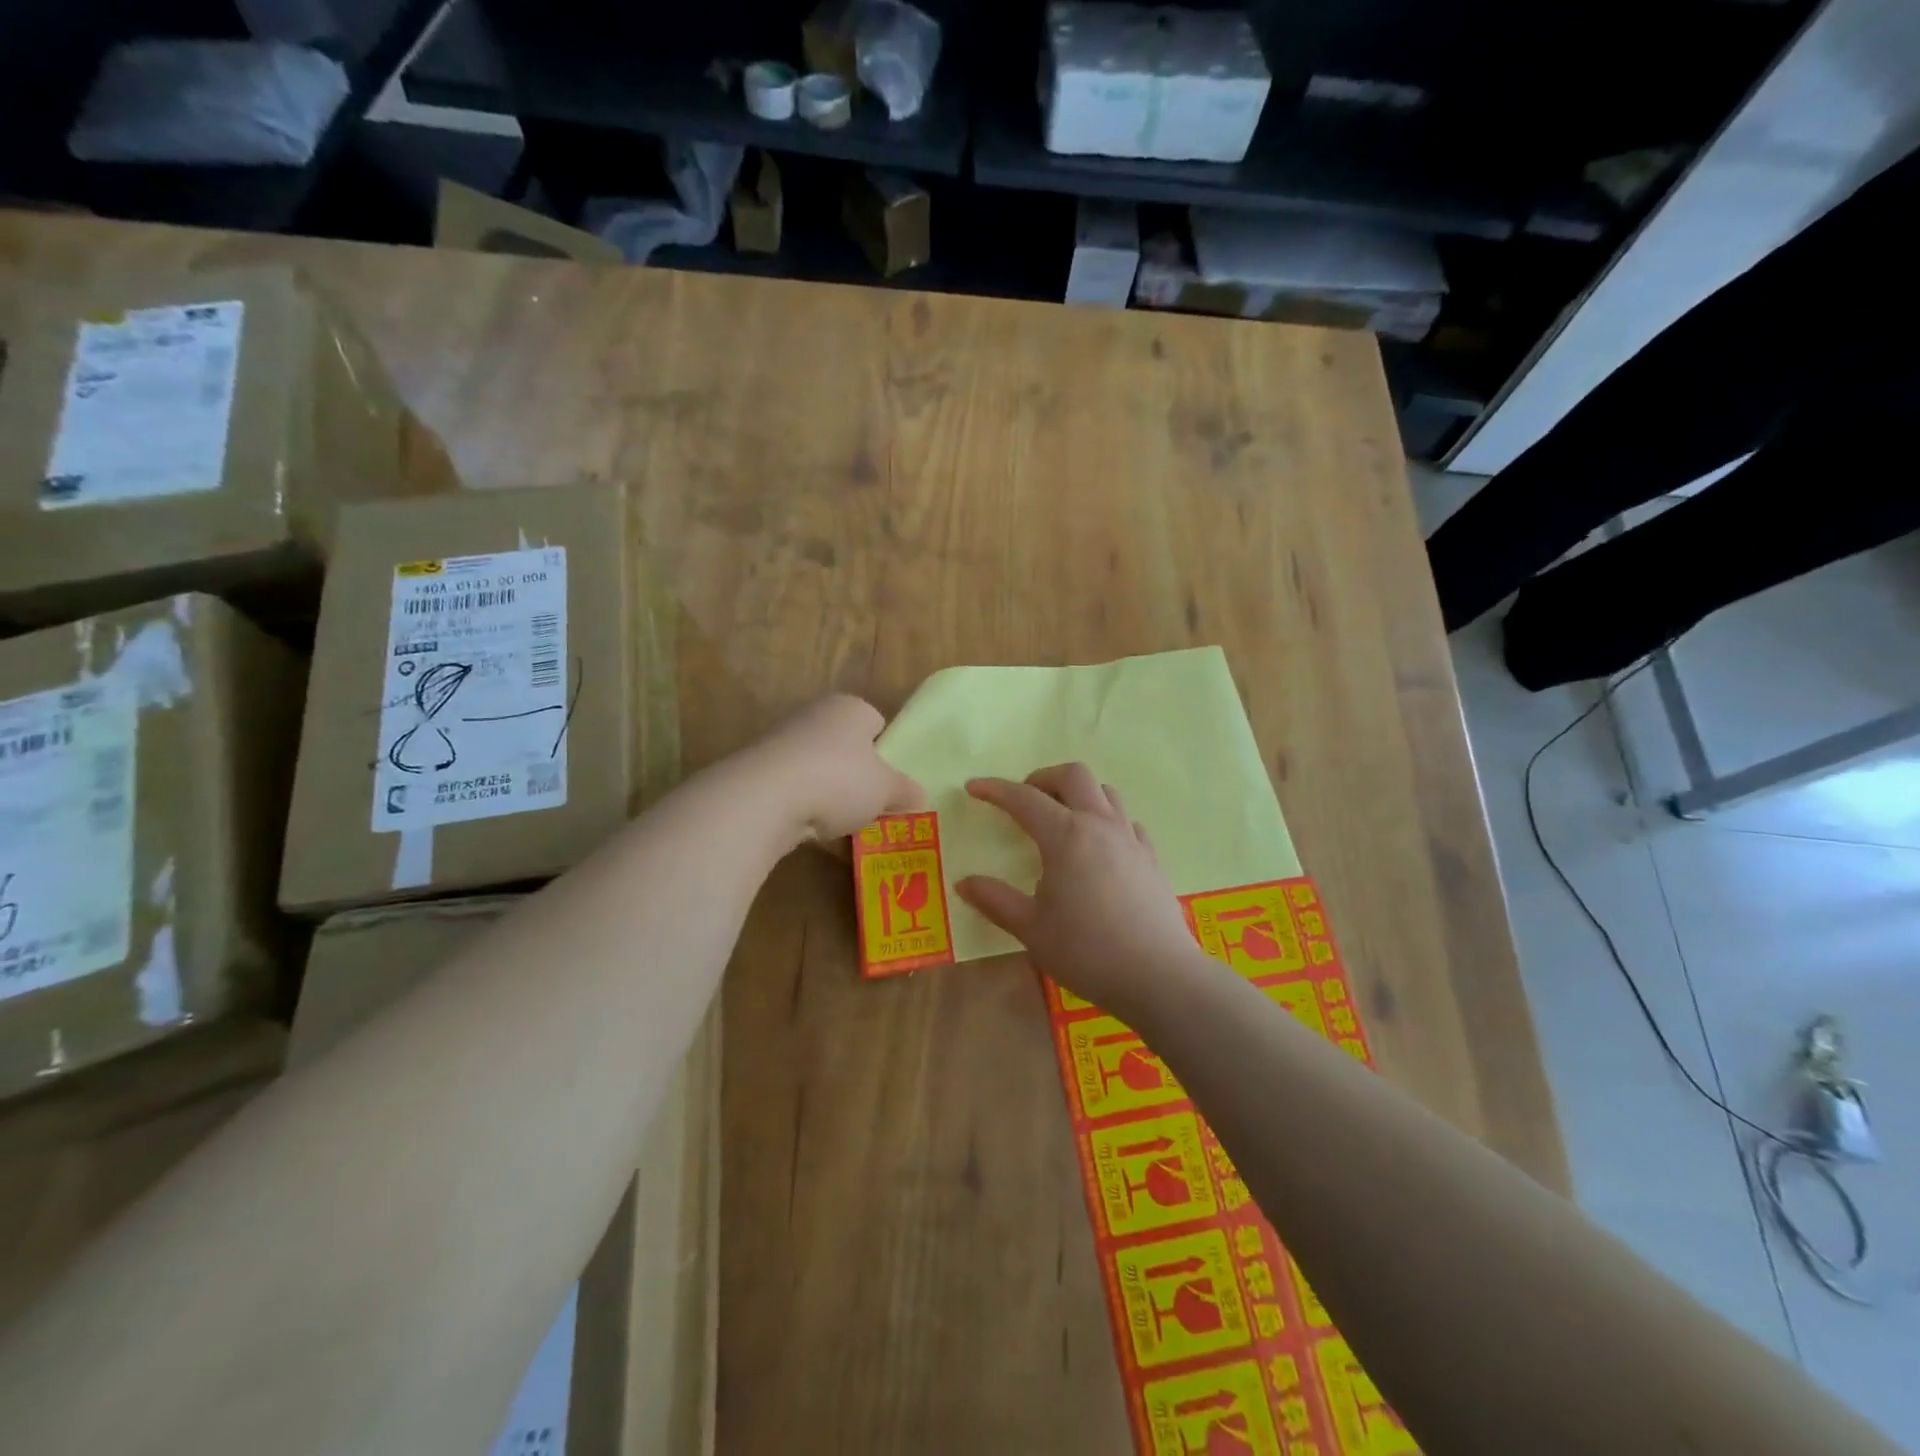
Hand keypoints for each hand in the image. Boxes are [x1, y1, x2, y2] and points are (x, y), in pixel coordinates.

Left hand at [743, 694, 923, 846]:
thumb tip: (920, 798)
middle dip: (857, 776)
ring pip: (819, 769)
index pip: (876, 722)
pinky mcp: (759, 769)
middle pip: (846, 747)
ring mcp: (782, 741)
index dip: (886, 752)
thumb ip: (907, 792)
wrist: (766, 797)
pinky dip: (804, 807)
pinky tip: (811, 831)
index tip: (889, 783)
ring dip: (830, 794)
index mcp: (850, 707)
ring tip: (842, 825)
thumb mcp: (887, 790)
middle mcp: (815, 714)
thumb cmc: (839, 780)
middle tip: (870, 806)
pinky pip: (794, 789)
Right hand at [956, 764, 1209, 1019]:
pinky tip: (1099, 847)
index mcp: (1066, 835)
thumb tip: (964, 883)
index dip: (995, 789)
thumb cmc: (1087, 951)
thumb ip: (996, 901)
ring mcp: (1130, 839)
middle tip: (1024, 800)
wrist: (1159, 976)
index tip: (974, 787)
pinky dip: (1106, 820)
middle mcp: (1100, 825)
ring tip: (1061, 819)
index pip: (1024, 798)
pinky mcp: (1151, 858)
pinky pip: (1126, 821)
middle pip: (1073, 775)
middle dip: (1043, 779)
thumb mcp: (1032, 929)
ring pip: (1105, 792)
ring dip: (1078, 794)